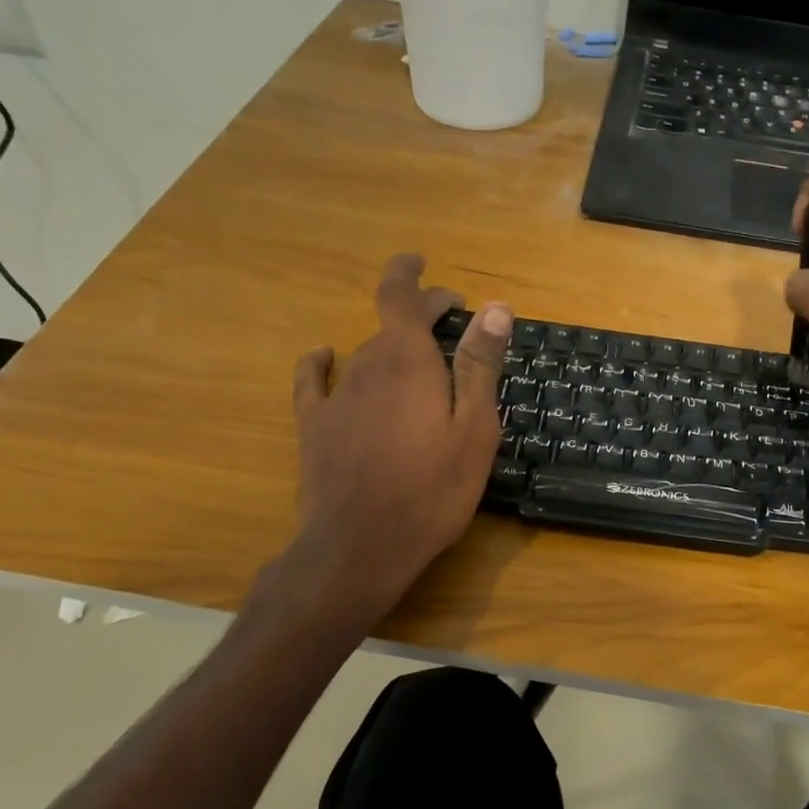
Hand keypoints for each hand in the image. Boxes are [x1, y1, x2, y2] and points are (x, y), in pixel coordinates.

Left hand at [278, 254, 510, 626]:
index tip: (422, 263)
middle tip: (453, 322)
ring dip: (391, 345)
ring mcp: (336, 396)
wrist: (360, 546)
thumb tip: (494, 307)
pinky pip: (314, 380)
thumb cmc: (432, 489)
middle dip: (420, 315)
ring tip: (417, 357)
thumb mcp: (474, 428)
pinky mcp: (314, 426)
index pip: (400, 296)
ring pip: (365, 354)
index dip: (410, 274)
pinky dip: (322, 361)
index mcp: (407, 360)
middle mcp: (366, 366)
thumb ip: (480, 365)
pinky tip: (325, 356)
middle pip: (390, 324)